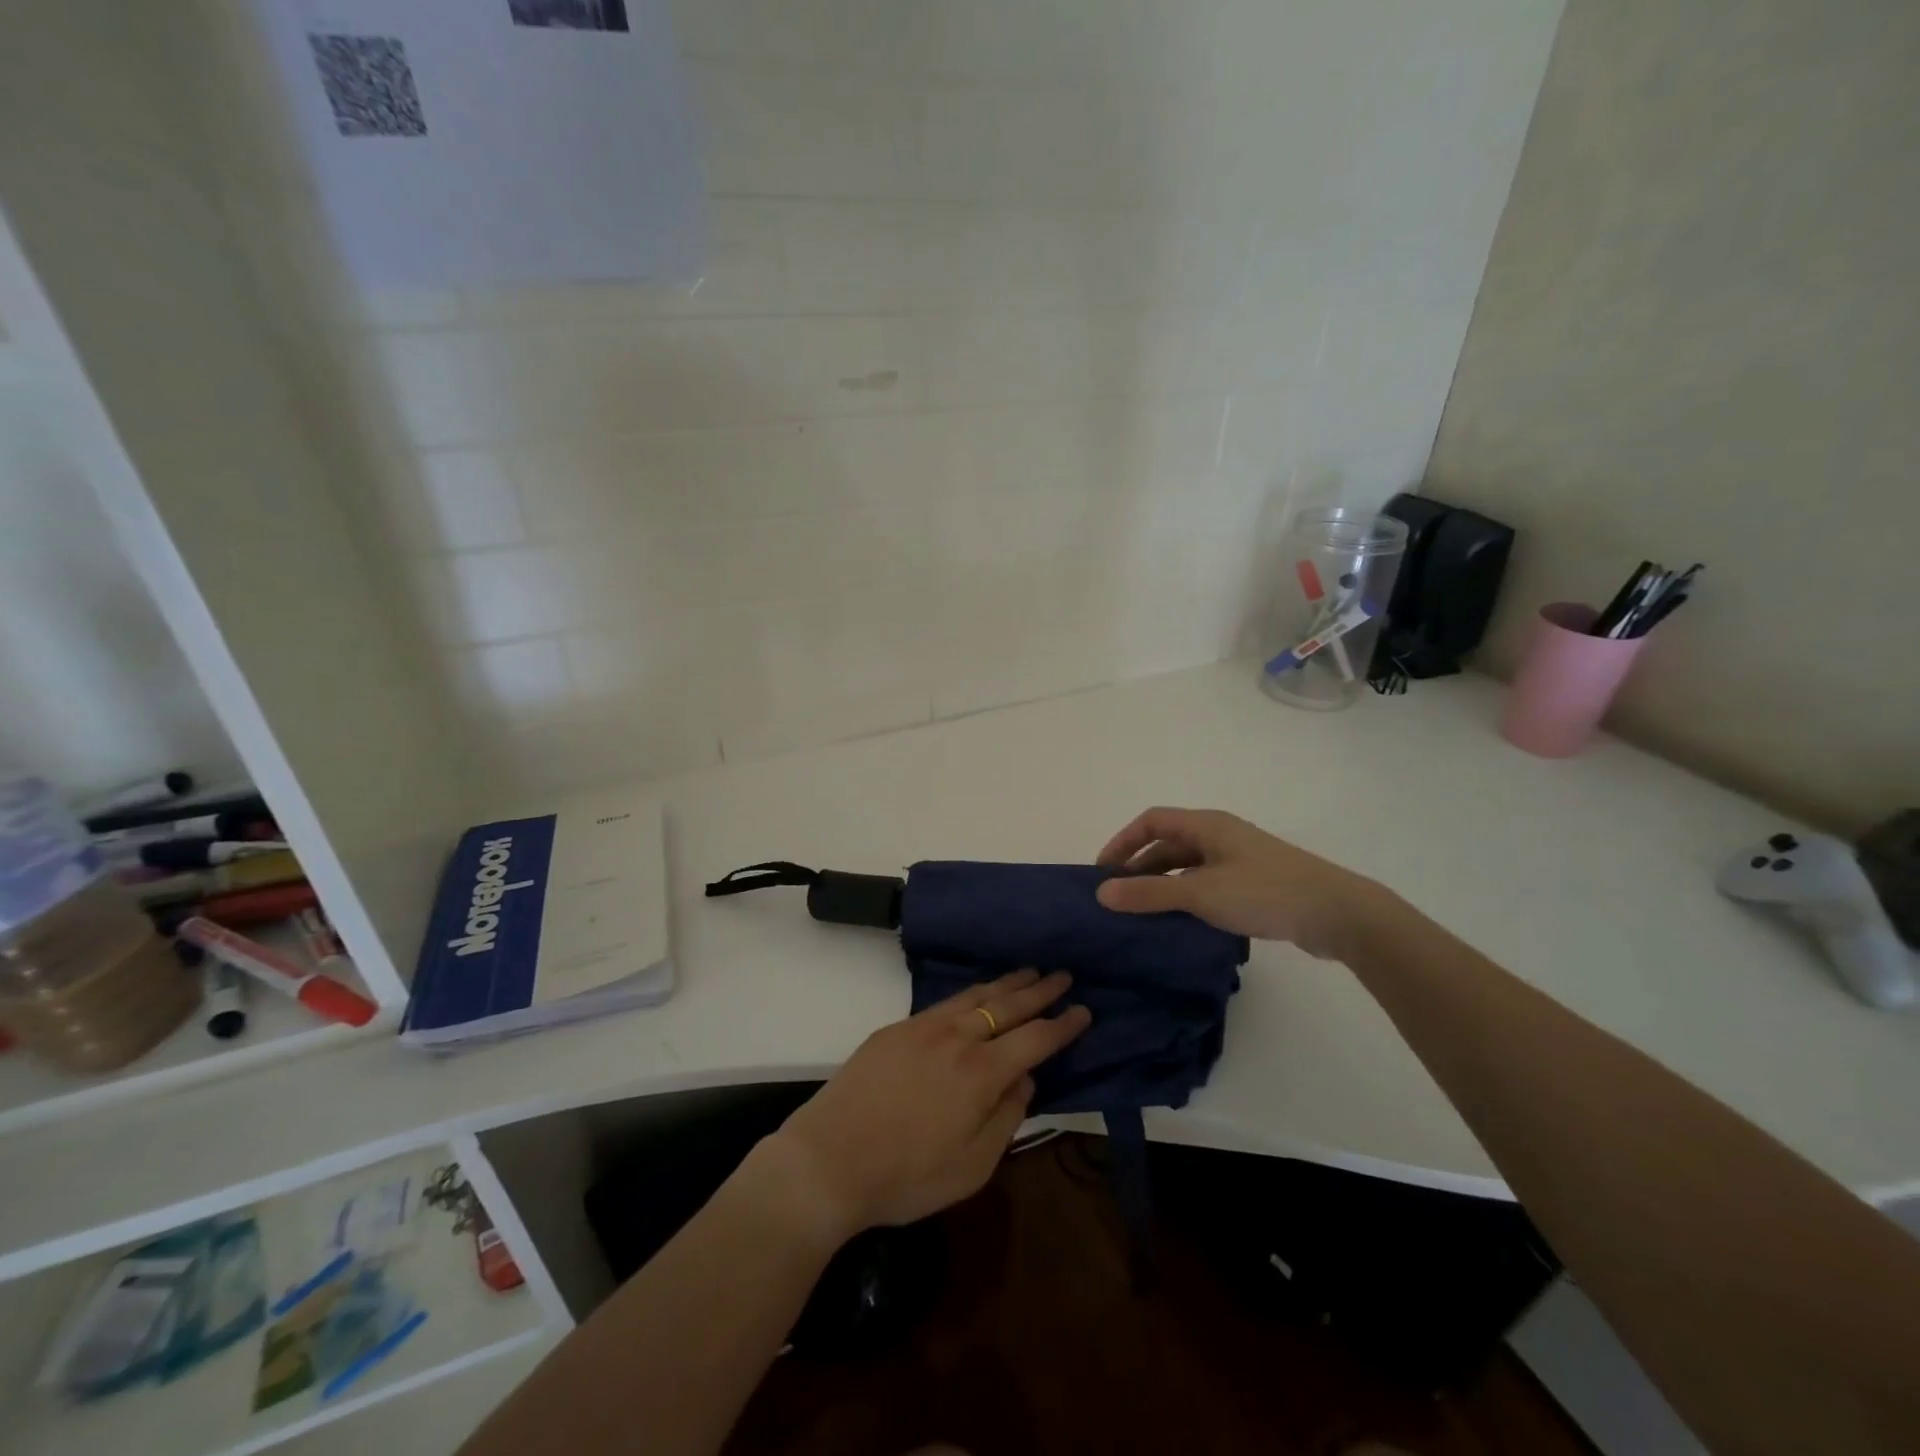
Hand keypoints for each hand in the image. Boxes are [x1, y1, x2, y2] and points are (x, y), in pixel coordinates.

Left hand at [760, 970, 1091, 1241]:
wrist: (829, 1158)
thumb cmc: (906, 1176)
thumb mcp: (972, 1166)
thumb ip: (1007, 1117)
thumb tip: (1024, 1078)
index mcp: (982, 1073)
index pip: (1035, 1040)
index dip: (1063, 1024)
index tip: (1084, 1009)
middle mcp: (957, 1038)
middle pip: (1008, 1006)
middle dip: (1040, 990)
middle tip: (1063, 974)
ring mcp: (923, 1027)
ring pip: (976, 996)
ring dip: (1006, 983)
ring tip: (1028, 972)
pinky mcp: (897, 1028)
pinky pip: (945, 1002)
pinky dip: (971, 993)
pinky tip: (977, 993)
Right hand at [1093, 806, 1388, 959]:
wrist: (1337, 914)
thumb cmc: (1264, 892)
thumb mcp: (1200, 893)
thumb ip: (1149, 893)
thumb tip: (1101, 893)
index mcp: (1207, 825)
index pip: (1151, 821)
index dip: (1123, 842)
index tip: (1102, 872)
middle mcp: (1220, 835)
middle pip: (1169, 844)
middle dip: (1140, 868)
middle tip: (1118, 898)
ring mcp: (1239, 860)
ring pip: (1188, 867)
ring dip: (1163, 885)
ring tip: (1143, 914)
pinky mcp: (1254, 884)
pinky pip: (1207, 884)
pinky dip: (1187, 898)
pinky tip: (1181, 922)